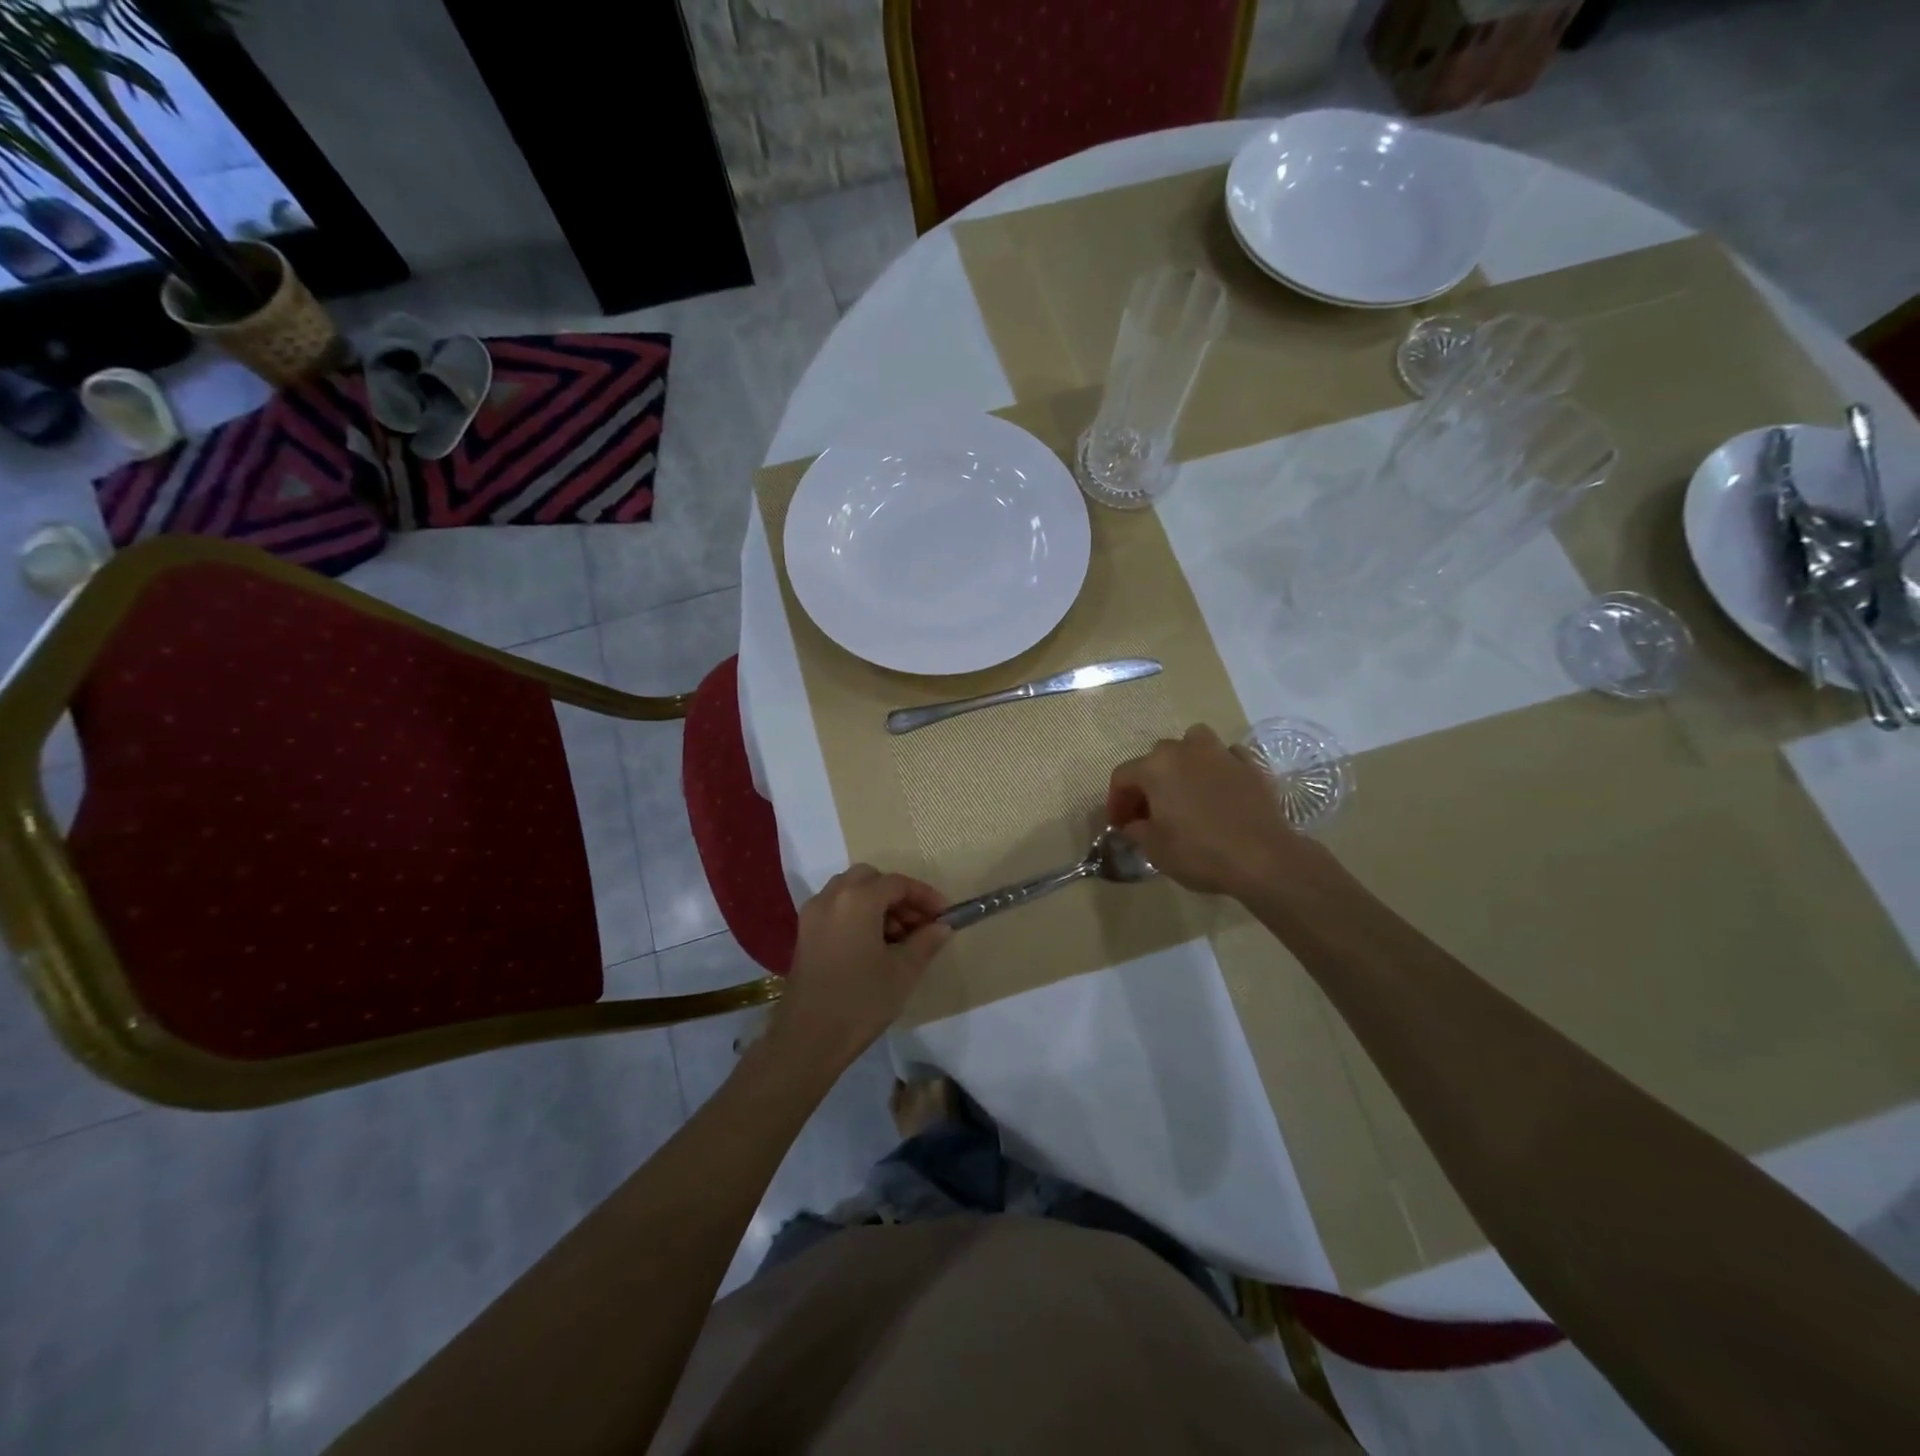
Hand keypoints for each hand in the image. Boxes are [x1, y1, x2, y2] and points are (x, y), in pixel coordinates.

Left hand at [767, 865, 952, 1076]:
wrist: (808, 1039)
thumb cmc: (861, 1001)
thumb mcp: (903, 971)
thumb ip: (926, 941)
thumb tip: (942, 926)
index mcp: (857, 899)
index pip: (897, 883)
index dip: (924, 896)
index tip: (944, 915)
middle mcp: (831, 897)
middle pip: (870, 879)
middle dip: (898, 895)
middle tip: (919, 923)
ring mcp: (813, 914)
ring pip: (850, 891)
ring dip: (877, 903)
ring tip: (899, 937)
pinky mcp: (804, 933)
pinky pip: (836, 908)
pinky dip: (857, 913)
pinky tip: (873, 945)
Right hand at [1107, 724, 1334, 899]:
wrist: (1263, 858)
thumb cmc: (1199, 852)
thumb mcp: (1154, 849)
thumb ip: (1136, 830)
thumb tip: (1134, 824)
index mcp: (1155, 767)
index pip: (1123, 777)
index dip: (1116, 801)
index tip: (1119, 825)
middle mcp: (1185, 750)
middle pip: (1156, 758)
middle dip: (1148, 783)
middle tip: (1150, 812)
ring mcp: (1221, 753)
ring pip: (1194, 743)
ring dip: (1185, 761)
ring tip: (1186, 788)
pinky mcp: (1251, 765)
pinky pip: (1227, 757)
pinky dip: (1219, 768)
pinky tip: (1220, 789)